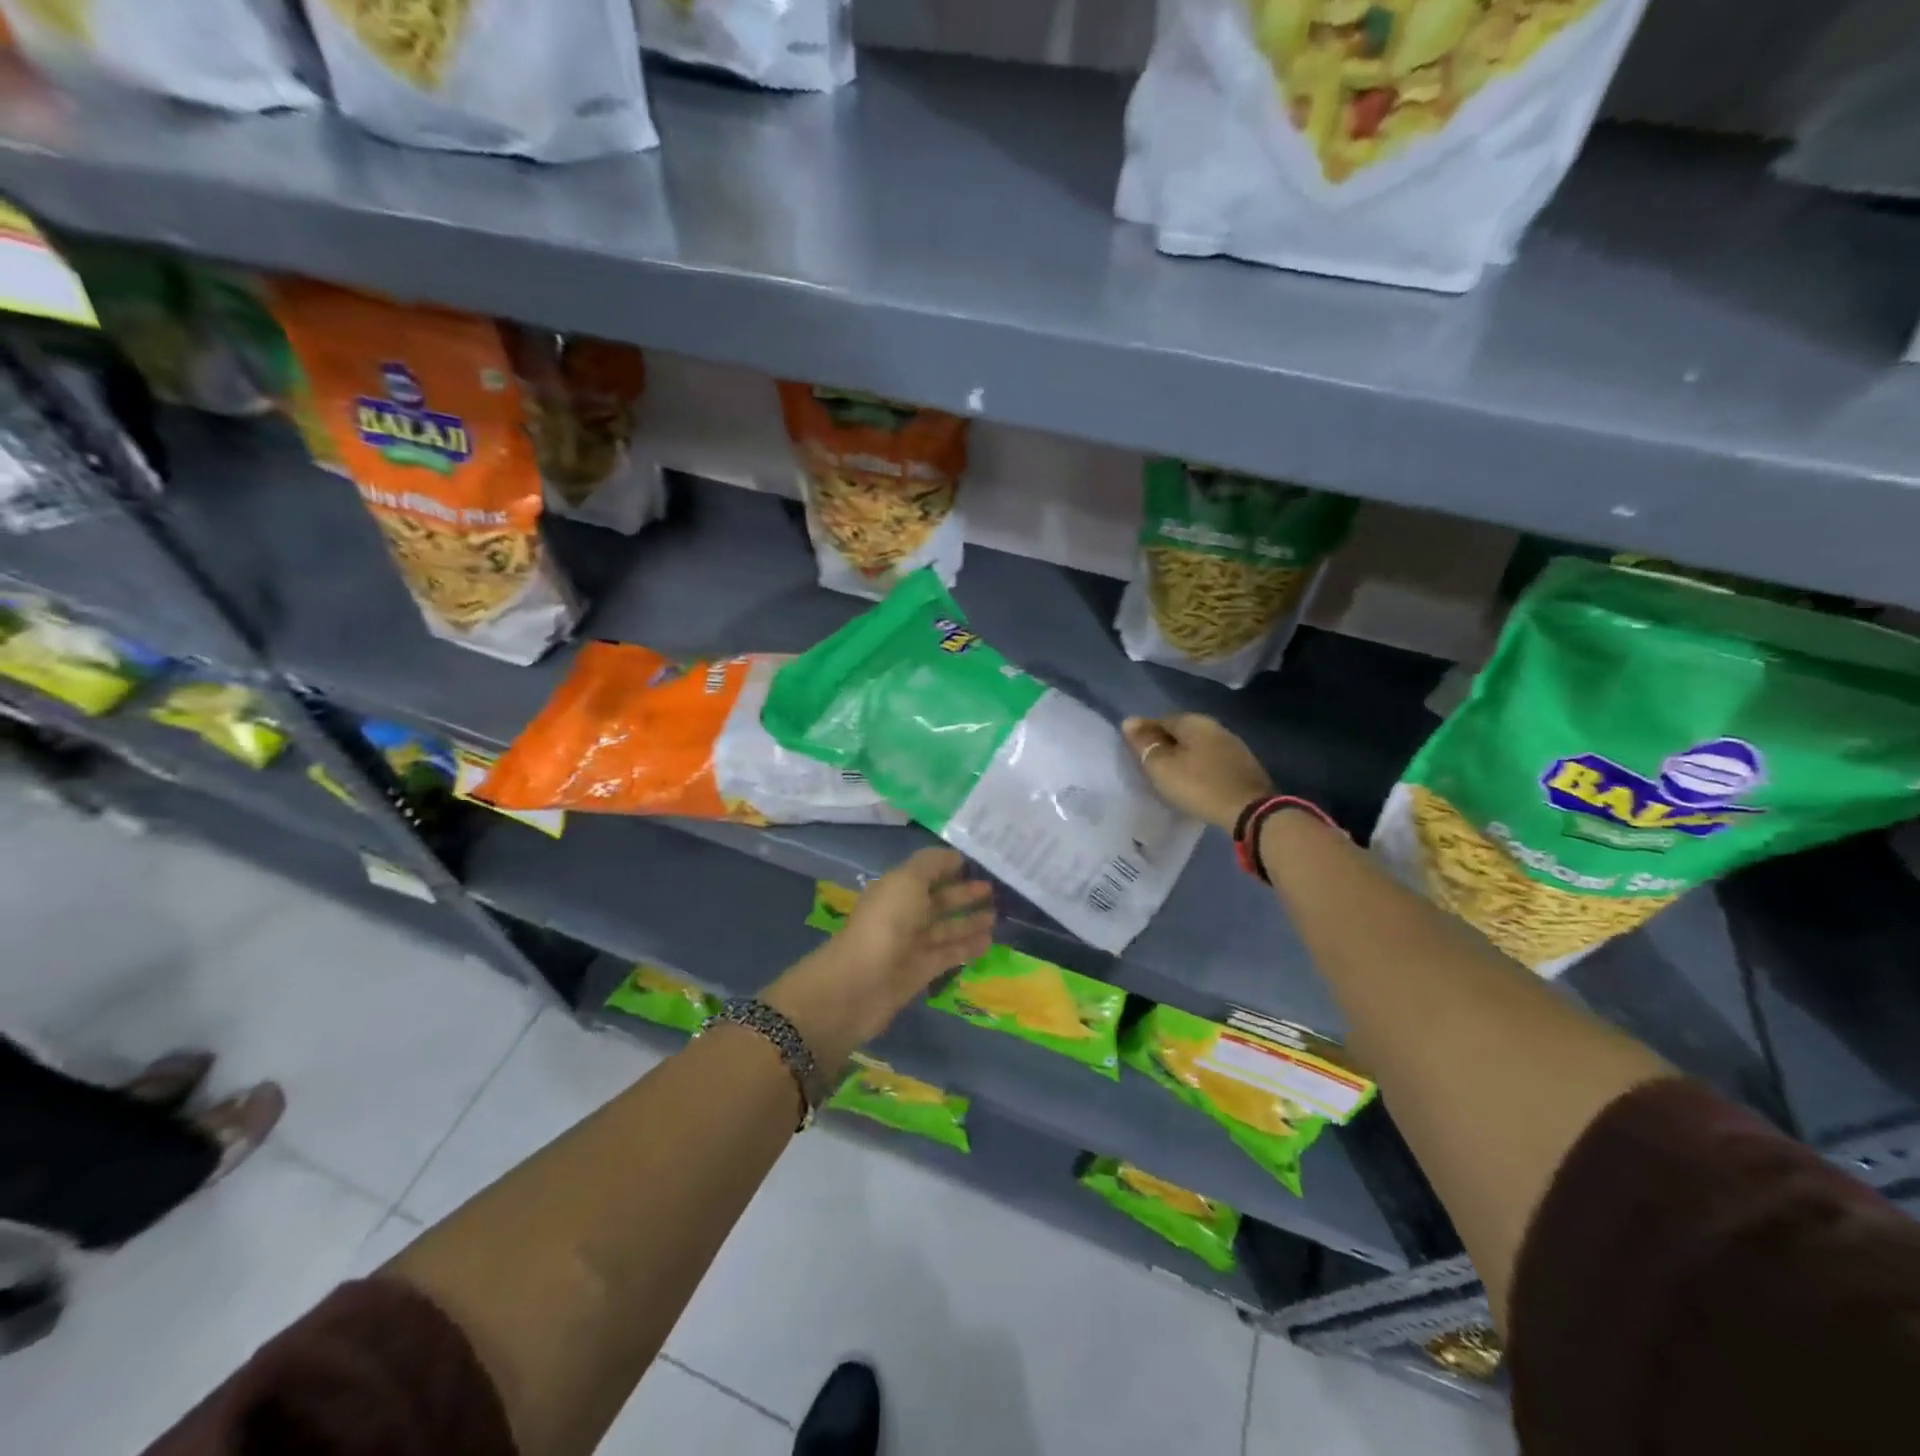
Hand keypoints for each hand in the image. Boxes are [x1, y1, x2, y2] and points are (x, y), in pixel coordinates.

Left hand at [765, 848, 993, 1053]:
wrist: (860, 983)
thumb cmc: (886, 922)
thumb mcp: (907, 880)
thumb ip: (932, 864)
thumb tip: (955, 856)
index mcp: (896, 888)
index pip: (926, 872)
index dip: (948, 866)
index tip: (978, 863)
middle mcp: (903, 913)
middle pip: (938, 900)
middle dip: (963, 893)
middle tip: (993, 889)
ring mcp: (911, 944)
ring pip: (946, 928)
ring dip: (969, 921)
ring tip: (997, 914)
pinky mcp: (921, 971)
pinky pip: (949, 953)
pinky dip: (968, 946)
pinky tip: (989, 940)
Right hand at [1122, 713, 1272, 831]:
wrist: (1249, 810)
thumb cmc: (1198, 785)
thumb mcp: (1162, 766)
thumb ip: (1144, 744)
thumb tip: (1129, 721)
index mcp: (1194, 722)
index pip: (1161, 720)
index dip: (1144, 733)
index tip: (1133, 750)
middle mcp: (1215, 726)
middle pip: (1182, 731)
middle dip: (1165, 743)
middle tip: (1150, 763)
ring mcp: (1233, 745)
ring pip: (1199, 745)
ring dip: (1184, 755)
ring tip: (1170, 773)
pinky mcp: (1244, 766)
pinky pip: (1212, 760)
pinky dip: (1200, 766)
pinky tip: (1195, 779)